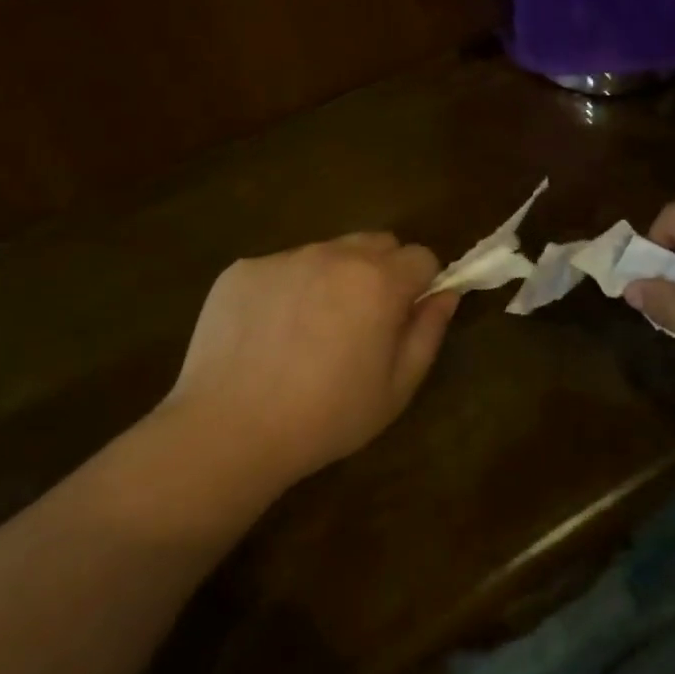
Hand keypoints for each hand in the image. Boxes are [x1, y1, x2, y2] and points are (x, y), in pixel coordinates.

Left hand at [164, 234, 460, 485]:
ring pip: (326, 253)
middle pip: (376, 243)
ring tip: (309, 332)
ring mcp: (283, 258)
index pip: (421, 257)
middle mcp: (333, 254)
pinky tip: (268, 336)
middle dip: (381, 272)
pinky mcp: (242, 270)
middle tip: (362, 322)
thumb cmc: (326, 417)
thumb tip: (445, 295)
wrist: (229, 430)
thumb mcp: (396, 388)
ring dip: (332, 278)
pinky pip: (281, 268)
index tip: (404, 318)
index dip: (421, 285)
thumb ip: (428, 332)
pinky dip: (286, 290)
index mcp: (378, 281)